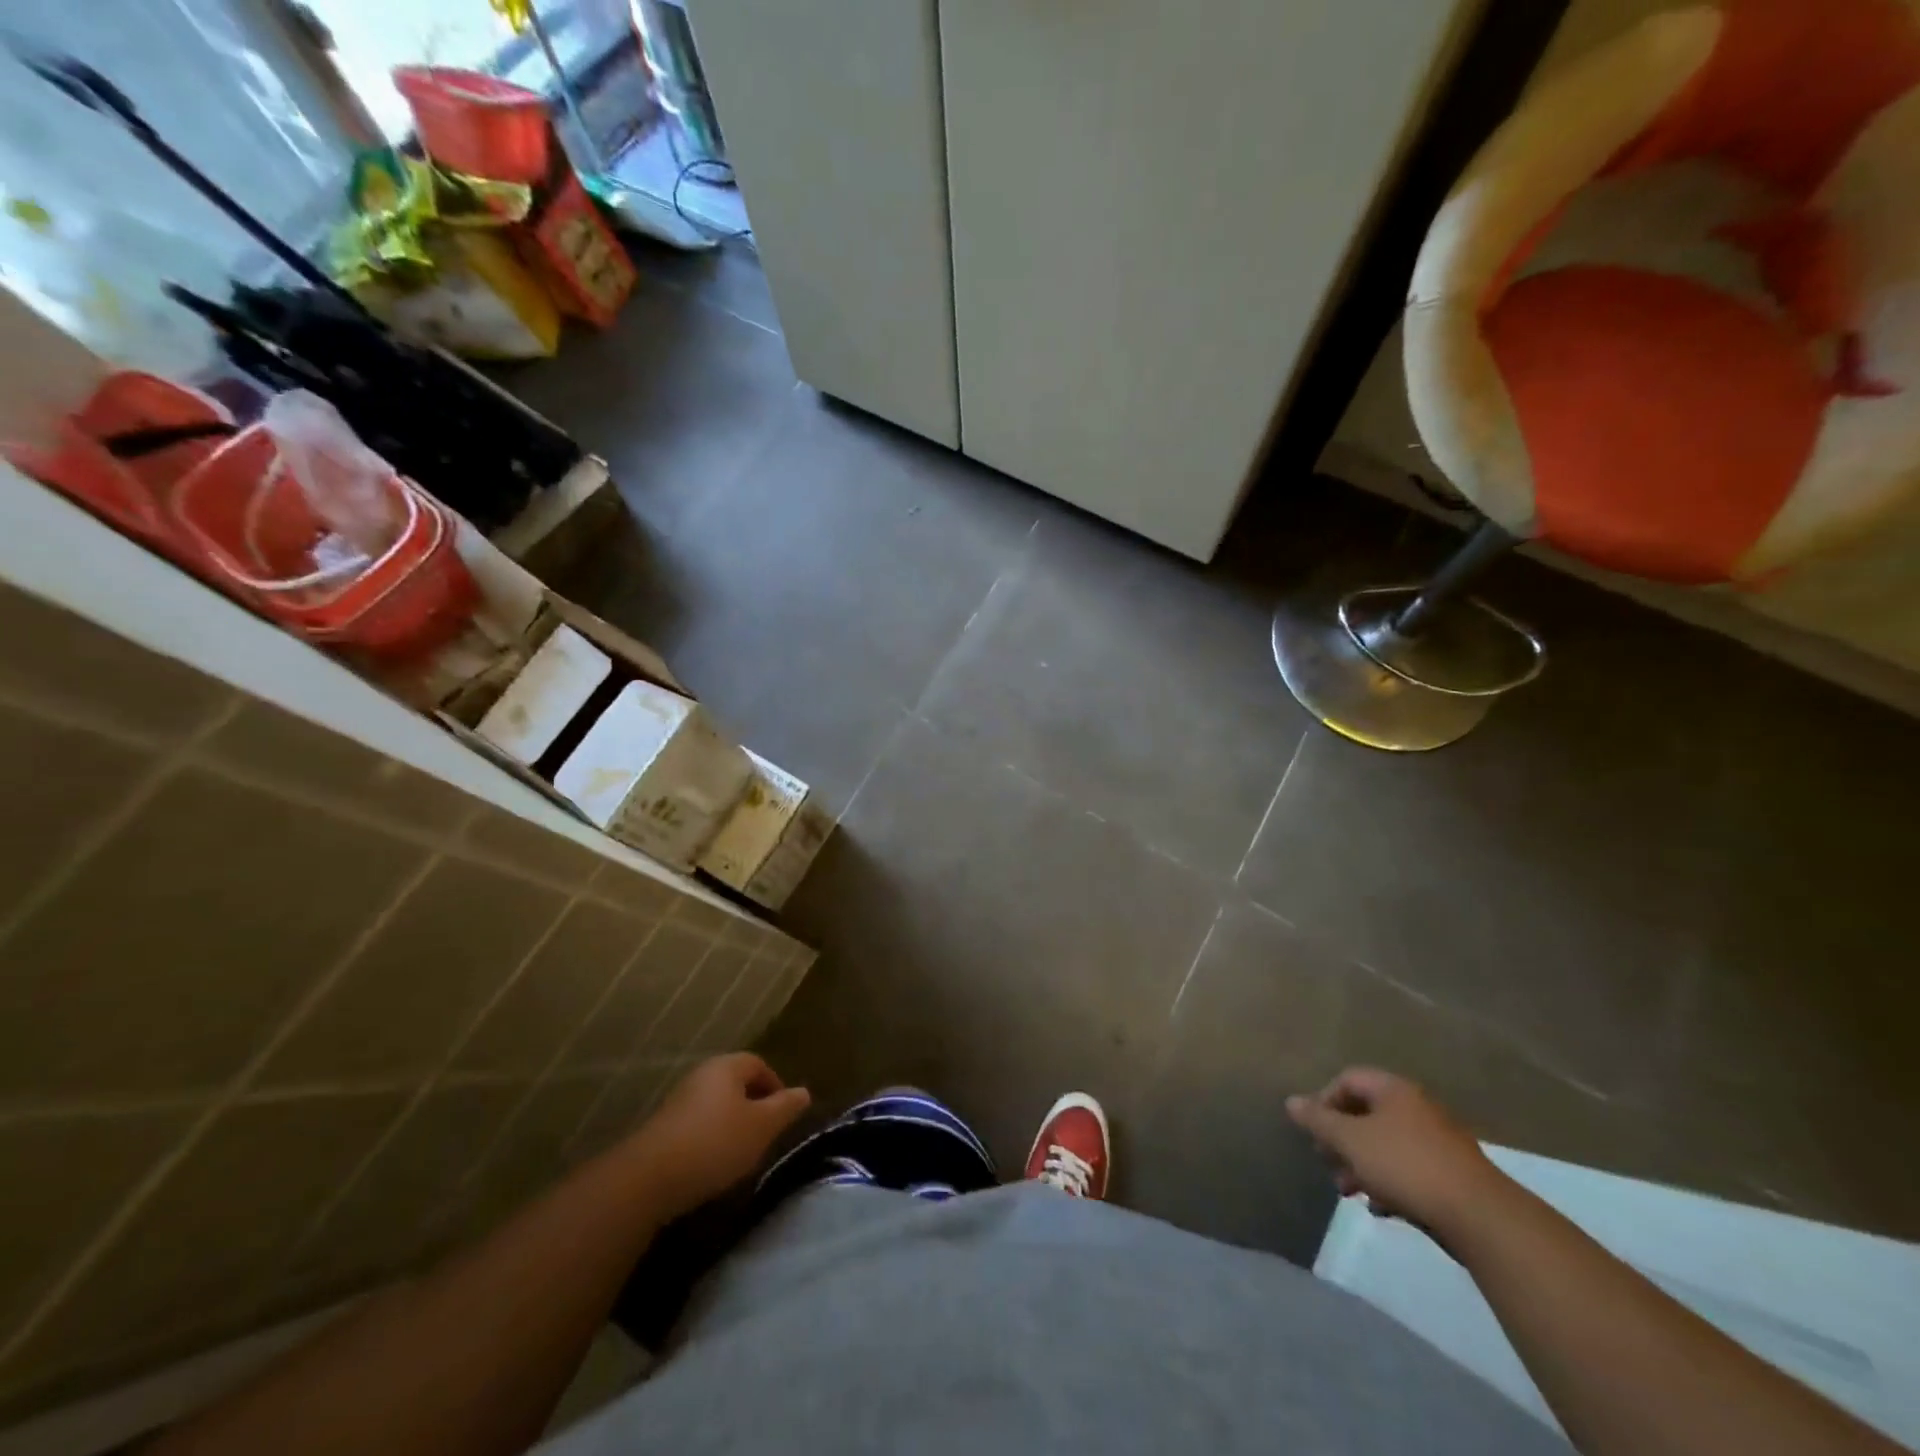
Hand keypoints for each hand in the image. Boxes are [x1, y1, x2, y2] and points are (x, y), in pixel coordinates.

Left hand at [629, 1053, 810, 1219]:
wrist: (648, 1178)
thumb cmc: (715, 1143)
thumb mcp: (762, 1126)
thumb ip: (785, 1107)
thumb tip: (804, 1092)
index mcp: (726, 1067)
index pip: (758, 1064)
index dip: (775, 1086)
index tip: (784, 1114)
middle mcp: (701, 1075)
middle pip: (736, 1083)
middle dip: (754, 1106)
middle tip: (766, 1134)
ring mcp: (679, 1101)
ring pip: (716, 1105)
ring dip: (732, 1123)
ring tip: (742, 1152)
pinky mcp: (663, 1128)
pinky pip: (698, 1124)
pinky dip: (711, 1138)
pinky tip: (713, 1163)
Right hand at [1286, 1067, 1503, 1234]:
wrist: (1480, 1217)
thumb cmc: (1405, 1165)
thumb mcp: (1350, 1140)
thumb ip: (1318, 1120)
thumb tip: (1291, 1102)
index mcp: (1394, 1090)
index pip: (1347, 1080)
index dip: (1324, 1101)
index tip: (1315, 1131)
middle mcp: (1417, 1108)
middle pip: (1366, 1114)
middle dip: (1342, 1139)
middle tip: (1327, 1162)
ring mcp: (1438, 1142)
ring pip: (1386, 1145)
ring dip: (1361, 1165)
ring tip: (1349, 1191)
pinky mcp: (1452, 1175)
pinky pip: (1408, 1169)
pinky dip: (1389, 1183)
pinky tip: (1381, 1208)